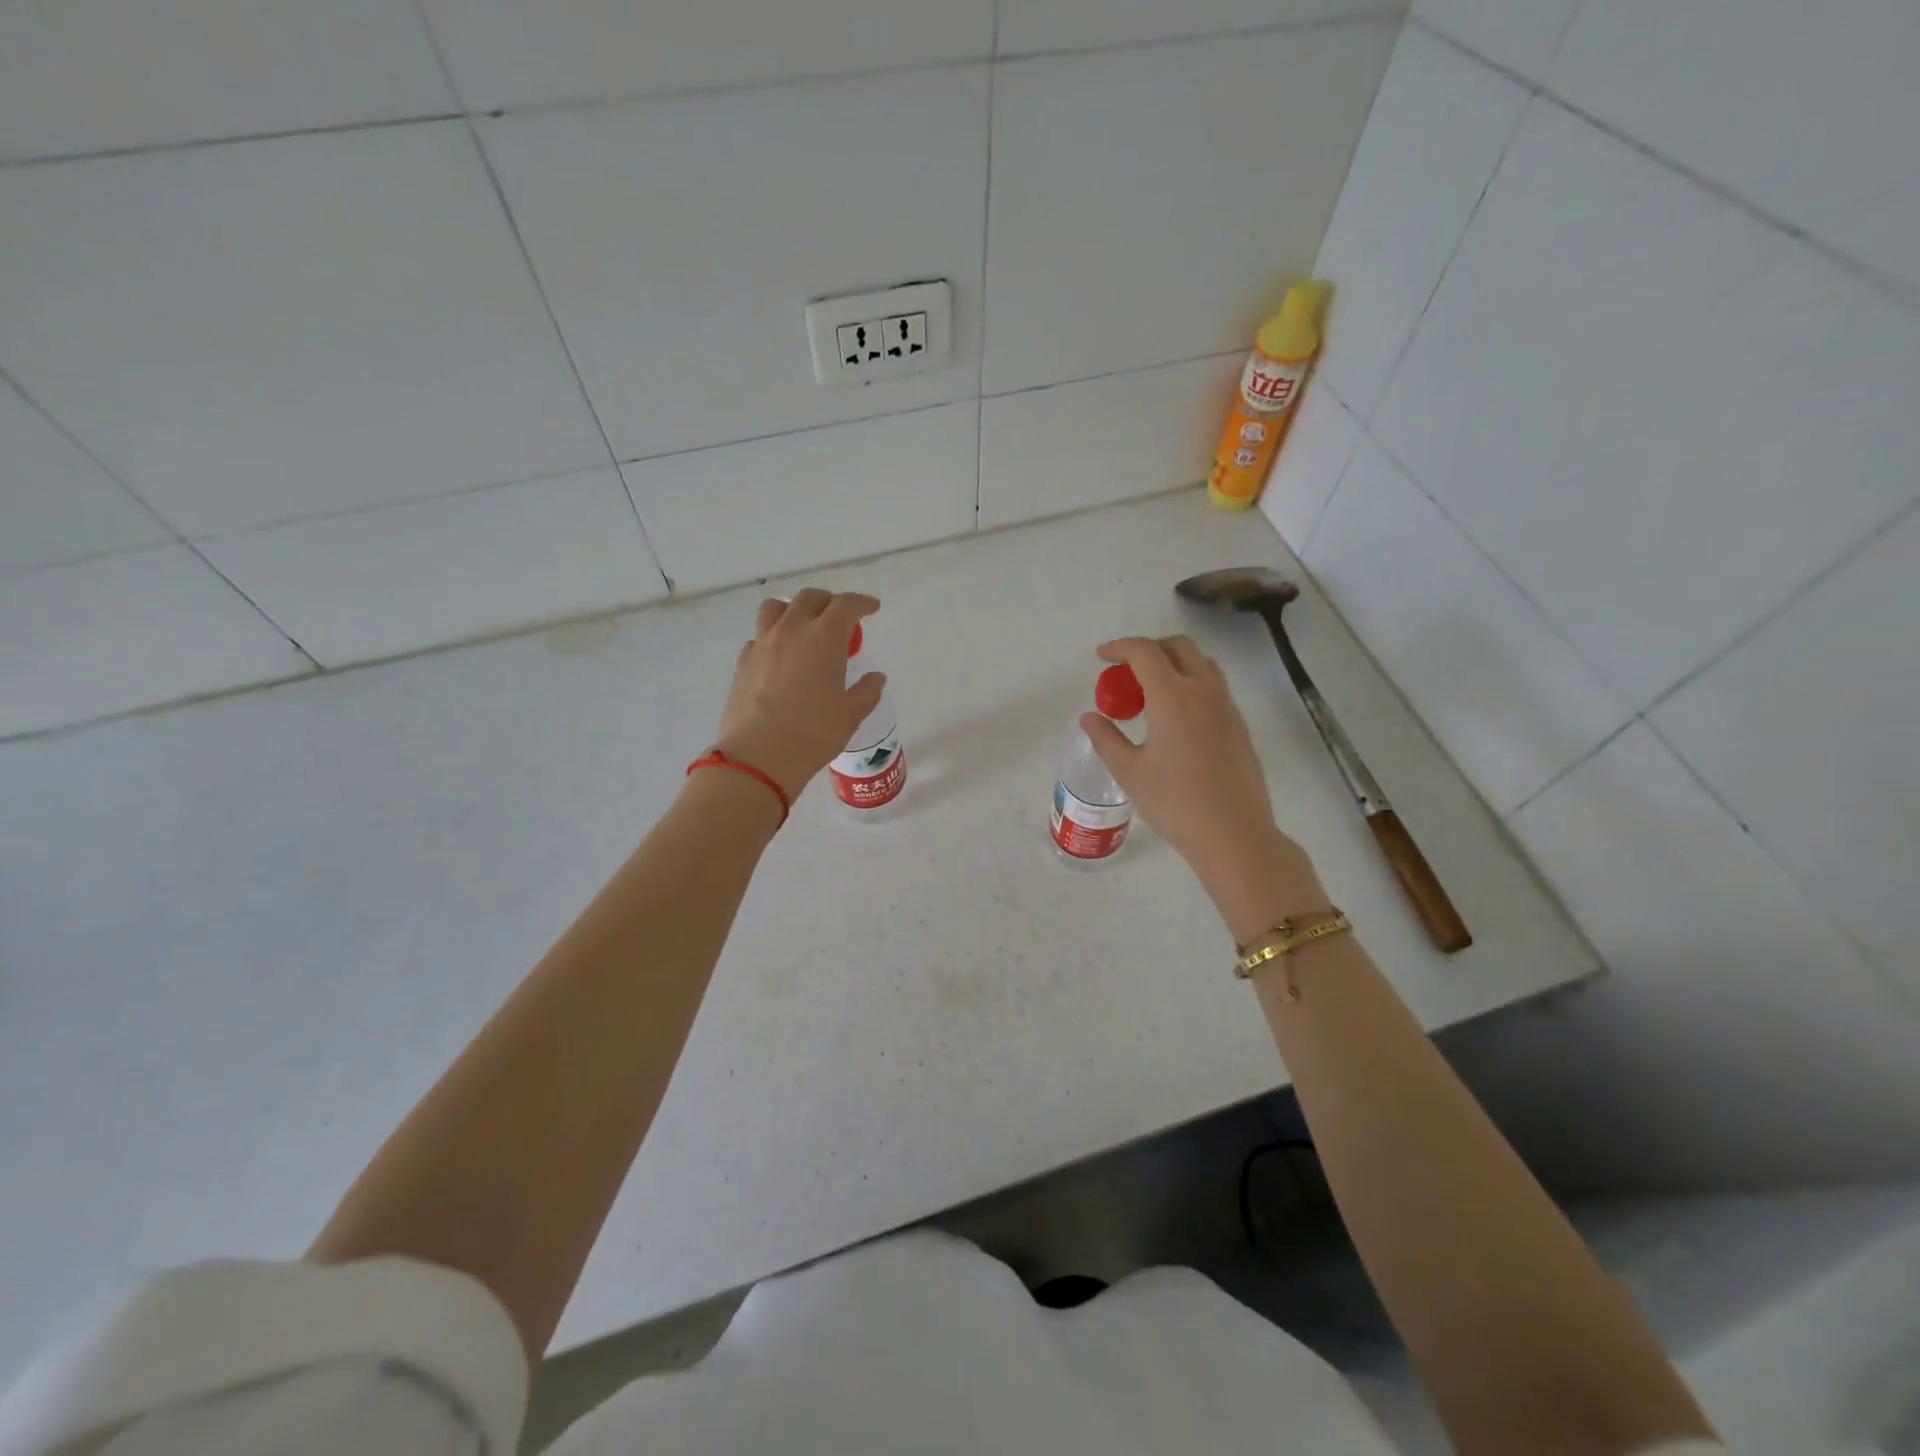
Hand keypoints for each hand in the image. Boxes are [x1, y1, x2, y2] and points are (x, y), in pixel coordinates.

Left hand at [714, 590, 885, 801]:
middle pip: (810, 598)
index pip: (846, 605)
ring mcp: (763, 643)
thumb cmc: (813, 733)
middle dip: (829, 602)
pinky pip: (759, 636)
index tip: (872, 608)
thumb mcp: (850, 715)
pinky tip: (780, 657)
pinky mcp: (743, 661)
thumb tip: (876, 678)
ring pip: (776, 607)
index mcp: (824, 637)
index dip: (862, 603)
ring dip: (794, 609)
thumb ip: (866, 691)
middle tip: (840, 618)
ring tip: (803, 626)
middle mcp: (792, 630)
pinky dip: (773, 637)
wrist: (759, 755)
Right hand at [1081, 636, 1325, 939]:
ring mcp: (1227, 706)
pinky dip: (1190, 682)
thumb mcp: (1129, 772)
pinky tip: (1175, 716)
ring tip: (1150, 692)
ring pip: (1201, 663)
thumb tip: (1090, 718)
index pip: (1144, 652)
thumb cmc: (1175, 803)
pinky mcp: (1239, 725)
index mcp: (1172, 696)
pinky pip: (1214, 685)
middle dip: (1149, 649)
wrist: (1234, 834)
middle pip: (1178, 646)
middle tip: (1126, 672)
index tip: (1102, 657)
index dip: (1119, 647)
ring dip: (1173, 663)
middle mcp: (1203, 691)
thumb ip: (1106, 738)